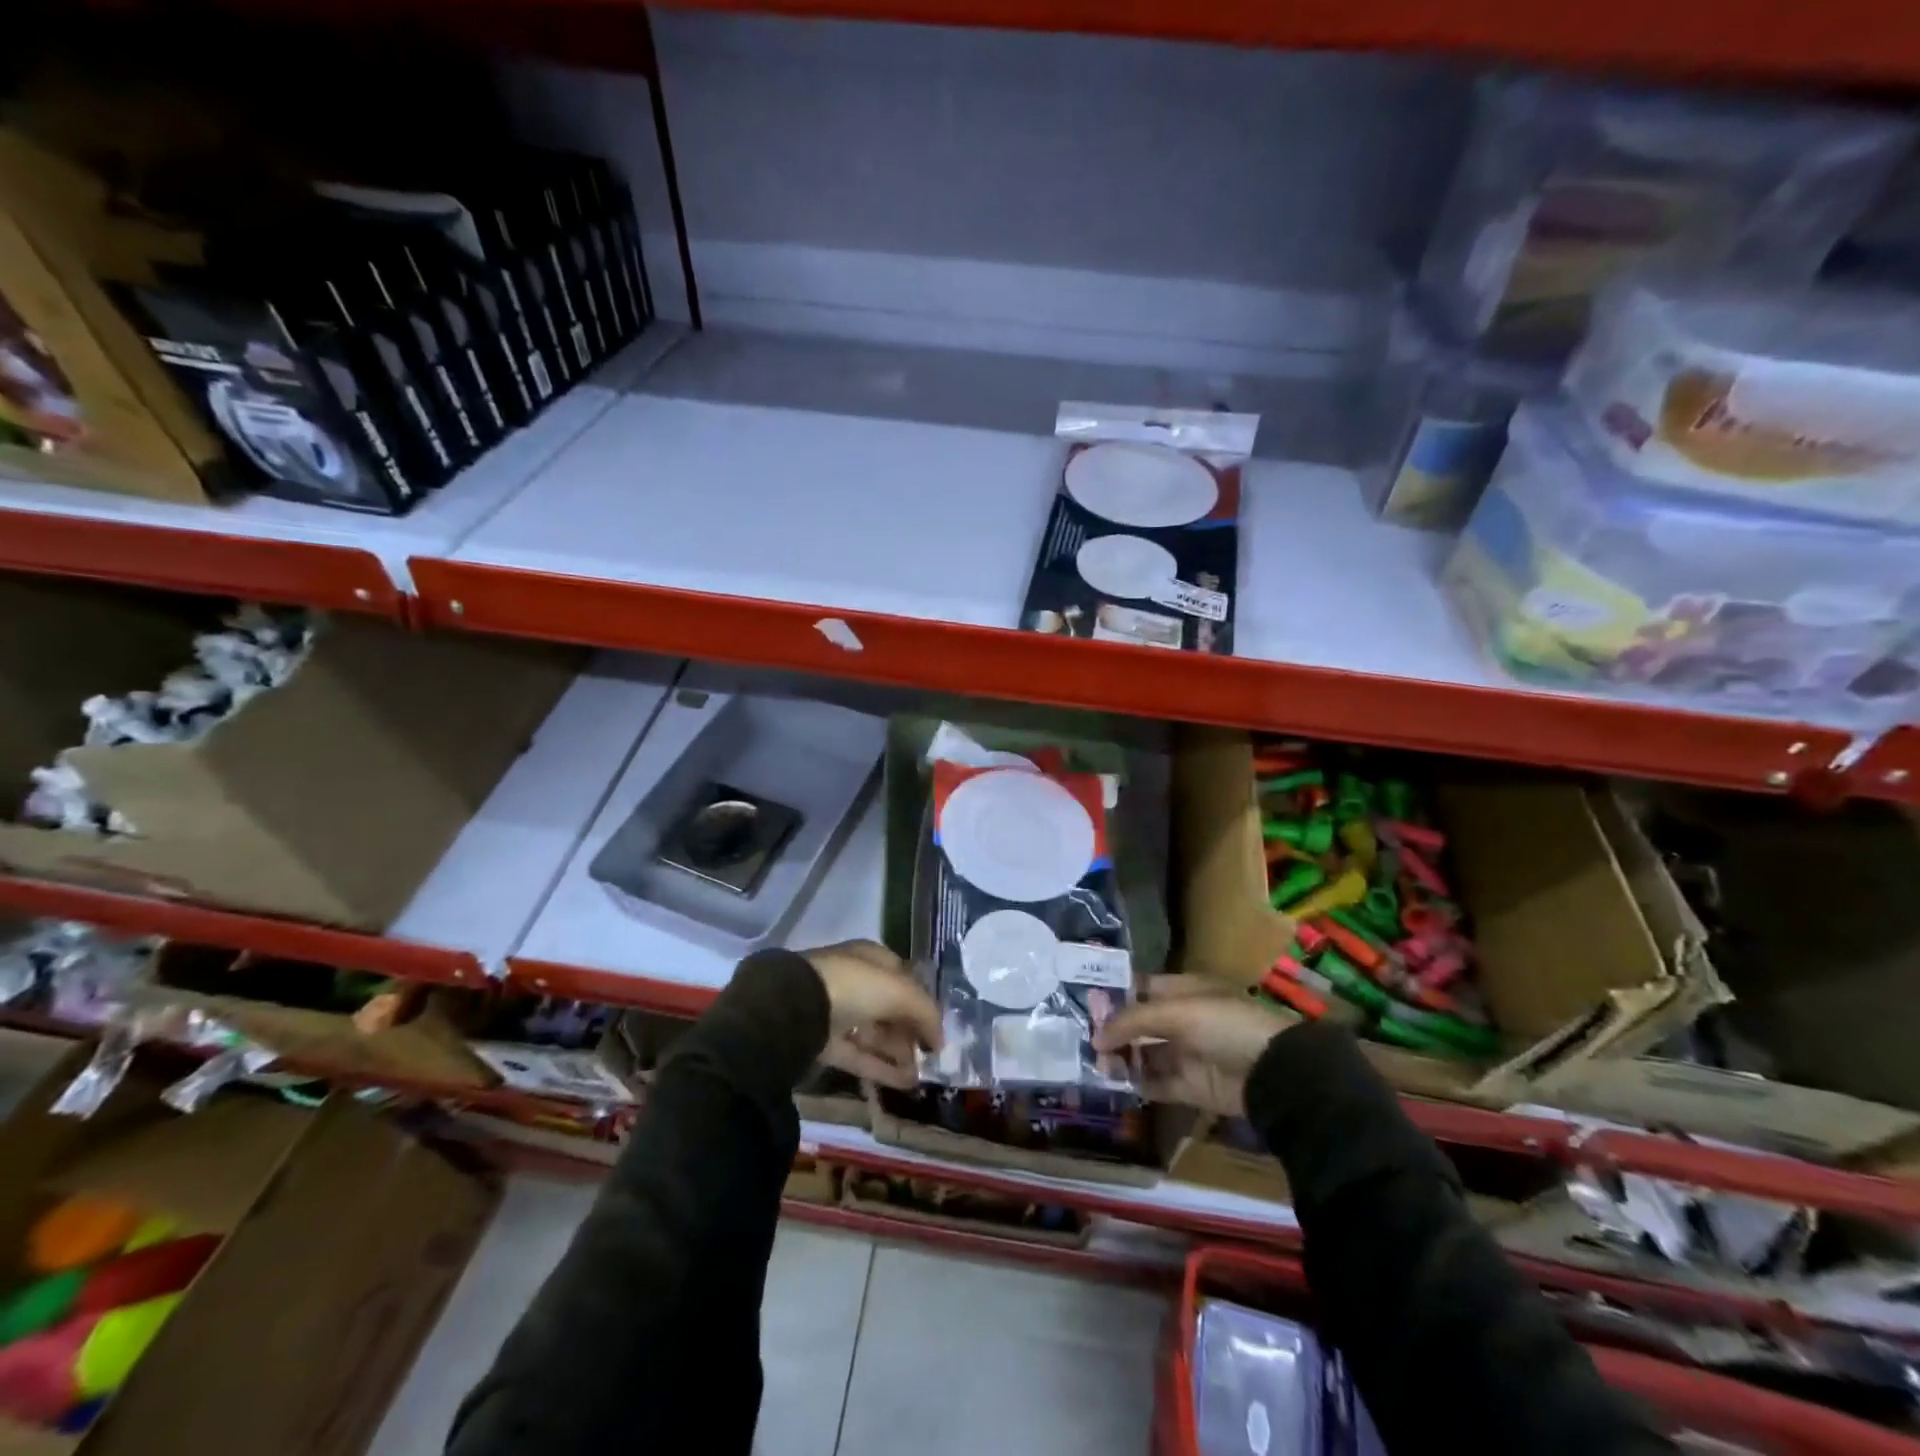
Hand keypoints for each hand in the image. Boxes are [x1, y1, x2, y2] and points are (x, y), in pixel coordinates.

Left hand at [802, 940, 942, 1090]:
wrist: (798, 1007)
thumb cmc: (855, 985)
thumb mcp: (900, 991)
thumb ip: (925, 1012)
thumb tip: (940, 1040)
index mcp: (871, 958)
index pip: (904, 978)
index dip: (923, 1000)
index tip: (938, 1026)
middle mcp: (855, 981)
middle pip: (891, 1009)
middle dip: (911, 1032)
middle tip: (931, 1057)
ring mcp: (838, 1012)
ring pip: (876, 1034)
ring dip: (900, 1054)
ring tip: (923, 1076)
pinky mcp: (825, 1042)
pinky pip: (860, 1055)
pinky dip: (882, 1068)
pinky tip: (906, 1083)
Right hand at [1093, 974, 1295, 1117]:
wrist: (1273, 1074)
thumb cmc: (1225, 1025)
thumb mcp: (1178, 1012)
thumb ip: (1133, 1021)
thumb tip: (1096, 1036)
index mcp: (1184, 990)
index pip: (1142, 988)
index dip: (1115, 995)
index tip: (1084, 1005)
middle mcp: (1184, 1019)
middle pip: (1140, 1023)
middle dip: (1113, 1030)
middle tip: (1083, 1040)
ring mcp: (1187, 1053)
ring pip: (1145, 1054)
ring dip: (1121, 1058)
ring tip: (1096, 1064)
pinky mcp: (1191, 1086)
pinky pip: (1156, 1083)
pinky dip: (1137, 1083)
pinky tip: (1115, 1082)